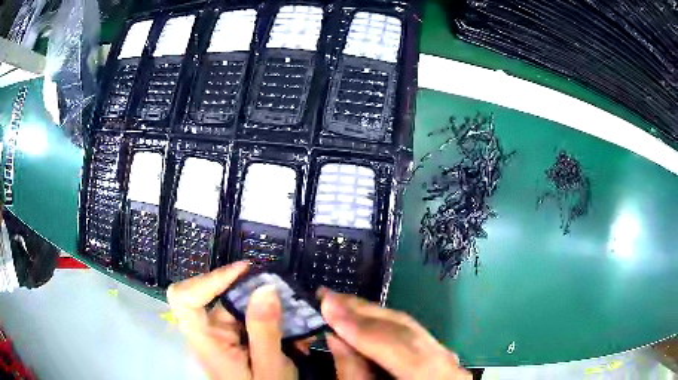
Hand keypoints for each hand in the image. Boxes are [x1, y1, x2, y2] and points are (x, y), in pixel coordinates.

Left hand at [167, 262, 297, 379]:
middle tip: (284, 290)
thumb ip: (265, 331)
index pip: (184, 299)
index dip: (208, 279)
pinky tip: (295, 326)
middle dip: (252, 290)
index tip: (245, 271)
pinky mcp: (237, 337)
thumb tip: (266, 287)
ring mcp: (223, 334)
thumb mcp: (269, 368)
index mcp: (206, 341)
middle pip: (218, 297)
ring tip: (297, 309)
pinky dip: (273, 317)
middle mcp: (210, 332)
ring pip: (239, 305)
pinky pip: (251, 317)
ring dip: (268, 305)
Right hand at [320, 290, 471, 379]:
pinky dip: (384, 326)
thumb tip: (334, 336)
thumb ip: (352, 372)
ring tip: (340, 302)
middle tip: (328, 296)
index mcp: (435, 378)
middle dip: (363, 313)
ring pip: (409, 329)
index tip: (327, 305)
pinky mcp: (440, 355)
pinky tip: (363, 317)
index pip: (398, 346)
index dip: (360, 327)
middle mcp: (449, 364)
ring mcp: (447, 357)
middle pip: (405, 331)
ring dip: (371, 315)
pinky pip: (412, 335)